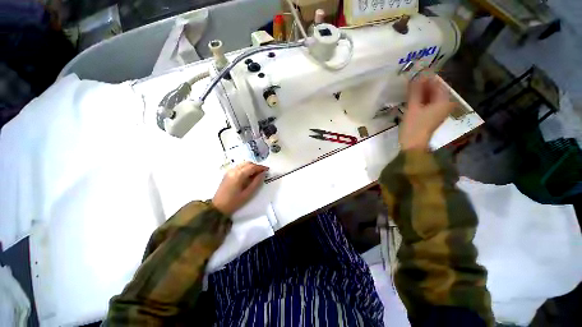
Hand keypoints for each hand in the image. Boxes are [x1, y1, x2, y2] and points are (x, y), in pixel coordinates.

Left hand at [212, 162, 268, 214]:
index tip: (267, 170)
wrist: (218, 207)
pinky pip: (239, 167)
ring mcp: (229, 171)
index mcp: (239, 175)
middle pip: (248, 163)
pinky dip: (246, 168)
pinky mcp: (227, 173)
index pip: (252, 167)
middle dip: (256, 166)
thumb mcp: (248, 193)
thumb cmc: (234, 202)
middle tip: (263, 172)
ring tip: (257, 173)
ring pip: (243, 164)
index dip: (261, 167)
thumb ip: (256, 182)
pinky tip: (249, 175)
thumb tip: (263, 174)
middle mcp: (234, 170)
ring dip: (251, 166)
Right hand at [400, 74, 455, 150]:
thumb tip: (416, 75)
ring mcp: (439, 110)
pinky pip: (428, 102)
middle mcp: (444, 104)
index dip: (427, 76)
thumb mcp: (413, 107)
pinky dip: (421, 98)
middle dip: (423, 84)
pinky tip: (412, 96)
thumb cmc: (414, 126)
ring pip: (431, 96)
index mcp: (443, 101)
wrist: (413, 144)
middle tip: (411, 79)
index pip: (437, 83)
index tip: (416, 71)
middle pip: (435, 89)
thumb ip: (415, 91)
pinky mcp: (432, 115)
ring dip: (421, 91)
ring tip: (409, 87)